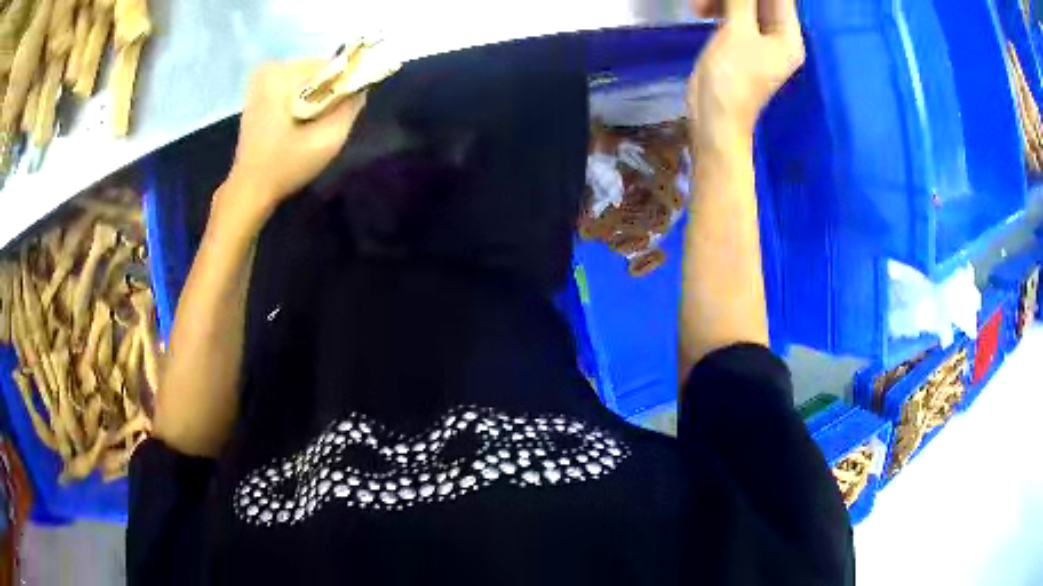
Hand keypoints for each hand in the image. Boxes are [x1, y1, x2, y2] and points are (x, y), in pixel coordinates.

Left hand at [221, 60, 367, 221]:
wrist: (249, 189)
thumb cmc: (286, 166)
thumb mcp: (328, 140)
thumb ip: (350, 108)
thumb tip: (362, 87)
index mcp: (282, 75)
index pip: (332, 67)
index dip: (343, 89)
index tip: (339, 114)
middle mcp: (270, 68)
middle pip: (318, 71)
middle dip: (328, 93)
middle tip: (322, 124)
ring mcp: (261, 79)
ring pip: (307, 79)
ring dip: (316, 98)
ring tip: (309, 126)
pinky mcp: (258, 90)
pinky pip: (293, 86)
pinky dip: (301, 100)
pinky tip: (297, 124)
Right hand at [687, 0, 803, 153]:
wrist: (715, 117)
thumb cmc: (732, 79)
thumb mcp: (738, 33)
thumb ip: (742, 1)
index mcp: (789, 36)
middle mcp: (779, 34)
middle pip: (762, 0)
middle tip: (706, 0)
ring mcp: (759, 37)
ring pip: (745, 3)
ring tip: (699, 6)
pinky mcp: (741, 40)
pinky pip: (733, 12)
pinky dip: (718, 7)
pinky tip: (700, 10)